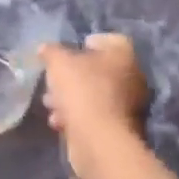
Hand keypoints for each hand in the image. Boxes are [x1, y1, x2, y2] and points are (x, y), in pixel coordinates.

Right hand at [40, 33, 149, 175]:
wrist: (98, 139)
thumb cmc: (82, 90)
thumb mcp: (58, 63)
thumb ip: (51, 52)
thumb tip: (45, 48)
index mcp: (123, 56)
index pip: (110, 40)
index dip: (89, 42)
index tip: (69, 51)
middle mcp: (132, 78)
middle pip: (99, 70)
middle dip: (73, 76)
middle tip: (53, 81)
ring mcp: (128, 106)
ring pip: (94, 95)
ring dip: (71, 98)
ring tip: (49, 104)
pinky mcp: (119, 128)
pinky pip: (94, 116)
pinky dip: (77, 116)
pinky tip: (58, 122)